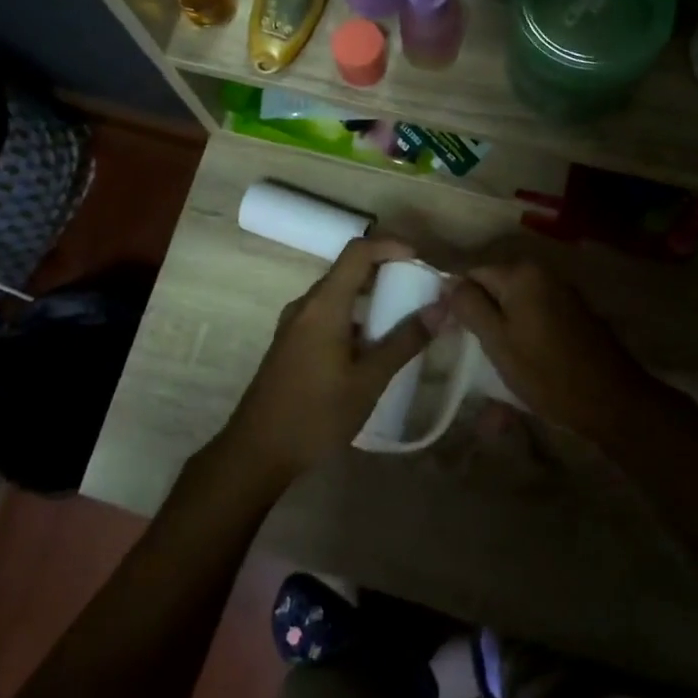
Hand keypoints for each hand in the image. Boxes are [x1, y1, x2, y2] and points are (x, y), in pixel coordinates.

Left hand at [218, 238, 434, 483]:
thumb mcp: (368, 381)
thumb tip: (441, 308)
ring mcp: (294, 325)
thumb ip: (404, 341)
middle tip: (420, 291)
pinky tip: (373, 345)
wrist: (257, 452)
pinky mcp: (291, 343)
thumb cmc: (316, 415)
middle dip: (386, 272)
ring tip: (403, 318)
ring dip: (371, 297)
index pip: (357, 252)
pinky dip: (354, 316)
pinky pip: (327, 314)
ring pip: (337, 294)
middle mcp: (305, 306)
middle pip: (348, 270)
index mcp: (323, 306)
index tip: (421, 261)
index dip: (391, 246)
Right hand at [441, 261, 664, 439]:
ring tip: (494, 362)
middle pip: (494, 288)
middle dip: (480, 316)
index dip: (457, 302)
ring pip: (514, 304)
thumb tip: (447, 282)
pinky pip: (534, 315)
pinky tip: (521, 361)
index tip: (451, 334)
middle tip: (471, 352)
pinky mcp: (573, 313)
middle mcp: (543, 274)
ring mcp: (561, 292)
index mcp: (521, 274)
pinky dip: (522, 333)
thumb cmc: (547, 373)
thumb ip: (469, 306)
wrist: (611, 400)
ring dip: (501, 328)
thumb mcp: (497, 341)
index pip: (472, 275)